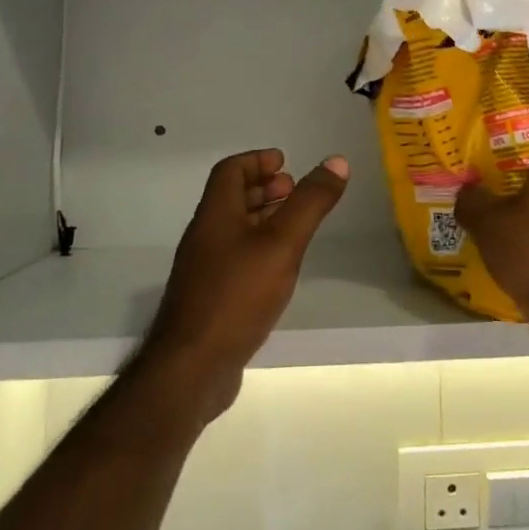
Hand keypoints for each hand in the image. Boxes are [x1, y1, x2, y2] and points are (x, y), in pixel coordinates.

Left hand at [145, 148, 348, 418]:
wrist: (191, 369)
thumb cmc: (237, 296)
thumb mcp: (282, 243)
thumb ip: (310, 203)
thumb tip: (337, 161)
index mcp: (215, 215)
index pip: (230, 171)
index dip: (257, 160)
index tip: (285, 162)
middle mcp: (205, 236)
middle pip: (231, 199)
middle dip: (263, 188)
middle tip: (294, 190)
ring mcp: (204, 270)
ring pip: (234, 230)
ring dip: (262, 218)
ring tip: (294, 225)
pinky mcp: (209, 300)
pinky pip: (235, 259)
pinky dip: (258, 249)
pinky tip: (279, 268)